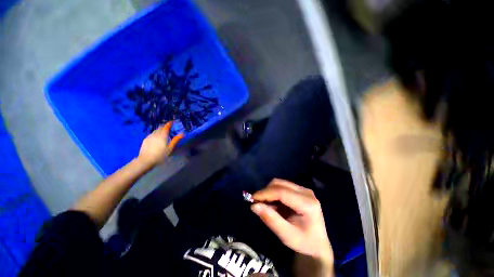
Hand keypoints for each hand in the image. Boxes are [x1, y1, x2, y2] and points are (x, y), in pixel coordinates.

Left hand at [138, 121, 183, 166]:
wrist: (145, 160)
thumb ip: (176, 140)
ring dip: (160, 130)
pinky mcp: (145, 140)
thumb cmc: (160, 155)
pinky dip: (156, 133)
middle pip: (161, 127)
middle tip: (169, 128)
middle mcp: (156, 134)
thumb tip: (183, 134)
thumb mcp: (170, 148)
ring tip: (164, 133)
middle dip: (165, 126)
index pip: (166, 126)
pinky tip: (157, 138)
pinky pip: (152, 134)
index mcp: (163, 135)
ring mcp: (149, 136)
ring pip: (156, 130)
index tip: (173, 122)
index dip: (170, 123)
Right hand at [251, 179, 333, 267]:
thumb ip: (271, 220)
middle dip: (266, 191)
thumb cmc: (304, 242)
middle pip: (280, 184)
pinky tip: (272, 203)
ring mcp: (303, 190)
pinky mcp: (299, 190)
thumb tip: (254, 206)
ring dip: (269, 191)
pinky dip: (273, 193)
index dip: (265, 193)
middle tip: (256, 202)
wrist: (318, 244)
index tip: (252, 198)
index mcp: (307, 204)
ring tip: (264, 204)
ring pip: (280, 183)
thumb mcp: (287, 236)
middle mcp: (306, 192)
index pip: (282, 192)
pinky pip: (282, 186)